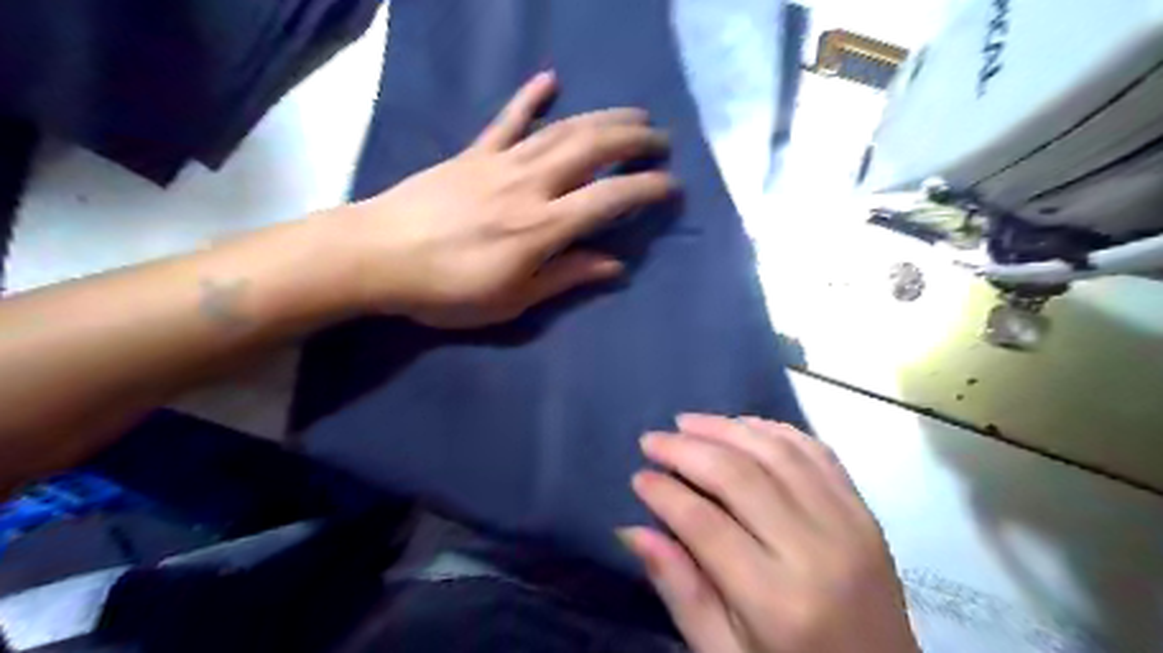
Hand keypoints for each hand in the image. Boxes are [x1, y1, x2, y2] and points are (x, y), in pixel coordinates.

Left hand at [336, 69, 672, 327]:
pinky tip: (550, 79)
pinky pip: (508, 119)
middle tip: (661, 141)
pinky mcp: (475, 153)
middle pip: (592, 150)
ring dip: (602, 118)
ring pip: (562, 129)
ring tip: (633, 115)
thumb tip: (614, 265)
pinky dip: (530, 97)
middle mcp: (530, 185)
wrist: (379, 256)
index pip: (609, 199)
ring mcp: (501, 162)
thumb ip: (565, 276)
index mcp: (541, 226)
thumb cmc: (448, 289)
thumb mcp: (512, 300)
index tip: (672, 187)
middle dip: (633, 141)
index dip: (646, 190)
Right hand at [623, 417, 922, 650]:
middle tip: (652, 439)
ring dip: (726, 428)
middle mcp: (816, 551)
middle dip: (686, 449)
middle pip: (738, 476)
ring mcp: (848, 525)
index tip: (638, 476)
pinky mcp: (864, 512)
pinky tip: (743, 425)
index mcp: (777, 601)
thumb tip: (632, 530)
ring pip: (776, 451)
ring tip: (688, 422)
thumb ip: (681, 590)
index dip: (665, 493)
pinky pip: (816, 452)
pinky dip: (774, 430)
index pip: (704, 524)